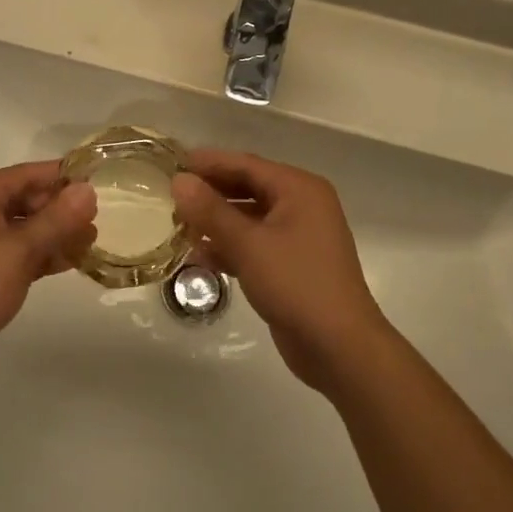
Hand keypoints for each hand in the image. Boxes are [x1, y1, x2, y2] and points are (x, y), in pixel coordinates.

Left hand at [0, 163, 96, 397]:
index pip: (29, 173)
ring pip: (24, 229)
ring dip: (55, 235)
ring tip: (92, 243)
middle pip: (27, 200)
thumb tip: (88, 190)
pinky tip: (69, 263)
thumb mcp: (17, 251)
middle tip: (101, 221)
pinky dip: (40, 256)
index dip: (65, 177)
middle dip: (62, 209)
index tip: (102, 182)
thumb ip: (56, 220)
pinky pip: (16, 254)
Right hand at [171, 151, 390, 391]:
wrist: (340, 348)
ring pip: (250, 218)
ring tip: (179, 225)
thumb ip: (211, 211)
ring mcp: (299, 236)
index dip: (209, 163)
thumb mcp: (248, 244)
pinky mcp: (292, 264)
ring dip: (217, 221)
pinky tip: (200, 255)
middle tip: (172, 194)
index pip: (247, 164)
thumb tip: (180, 180)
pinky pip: (256, 243)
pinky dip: (231, 246)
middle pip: (249, 188)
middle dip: (211, 192)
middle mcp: (302, 205)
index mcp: (299, 189)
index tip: (173, 163)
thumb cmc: (296, 284)